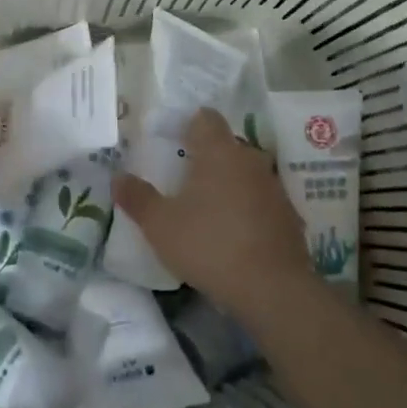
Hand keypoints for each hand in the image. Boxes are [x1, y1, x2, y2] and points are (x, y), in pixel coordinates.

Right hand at [115, 109, 312, 324]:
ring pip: (245, 172)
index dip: (189, 124)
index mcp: (218, 151)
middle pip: (226, 145)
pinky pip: (261, 200)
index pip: (205, 118)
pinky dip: (248, 208)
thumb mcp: (160, 225)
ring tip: (208, 208)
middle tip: (183, 179)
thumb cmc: (209, 245)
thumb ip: (138, 198)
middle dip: (207, 157)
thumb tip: (118, 177)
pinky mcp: (288, 214)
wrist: (272, 289)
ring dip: (228, 183)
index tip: (173, 141)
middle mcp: (249, 159)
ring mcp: (273, 186)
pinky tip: (234, 233)